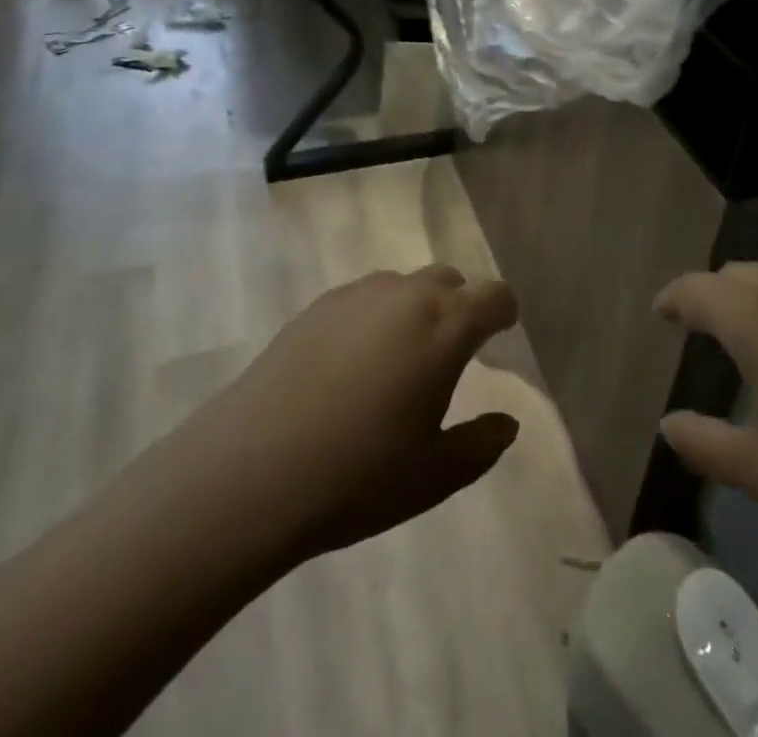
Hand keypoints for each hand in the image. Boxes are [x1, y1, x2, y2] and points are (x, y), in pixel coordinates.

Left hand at [161, 266, 521, 571]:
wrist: (250, 472)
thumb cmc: (357, 476)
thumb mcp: (433, 475)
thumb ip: (480, 446)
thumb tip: (507, 424)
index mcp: (445, 328)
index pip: (494, 296)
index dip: (504, 313)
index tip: (502, 335)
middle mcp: (407, 296)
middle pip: (450, 280)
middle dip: (460, 307)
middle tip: (449, 355)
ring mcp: (358, 295)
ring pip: (405, 285)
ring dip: (416, 310)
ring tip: (397, 361)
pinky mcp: (317, 306)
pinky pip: (364, 298)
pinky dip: (375, 318)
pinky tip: (351, 366)